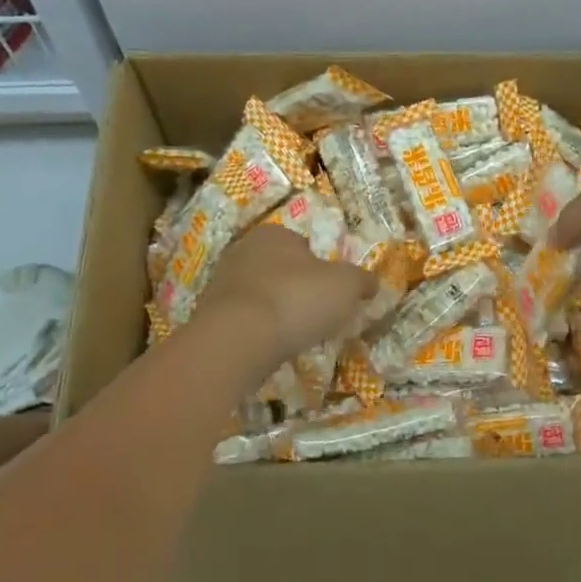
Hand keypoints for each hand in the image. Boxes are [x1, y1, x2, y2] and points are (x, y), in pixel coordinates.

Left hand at [195, 224, 378, 367]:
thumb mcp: (346, 286)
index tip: (332, 291)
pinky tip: (270, 348)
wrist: (236, 340)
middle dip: (297, 288)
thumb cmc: (296, 299)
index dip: (321, 266)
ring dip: (277, 312)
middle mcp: (243, 251)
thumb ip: (361, 281)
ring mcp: (221, 284)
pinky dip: (258, 332)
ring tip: (295, 336)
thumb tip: (371, 284)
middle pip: (280, 269)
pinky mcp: (209, 317)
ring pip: (260, 295)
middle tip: (317, 314)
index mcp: (274, 233)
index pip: (302, 244)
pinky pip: (243, 321)